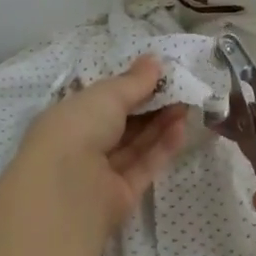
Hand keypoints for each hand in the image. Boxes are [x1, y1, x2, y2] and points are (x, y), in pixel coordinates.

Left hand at [1, 56, 189, 243]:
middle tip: (179, 89)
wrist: (68, 189)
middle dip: (150, 106)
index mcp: (69, 118)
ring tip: (187, 105)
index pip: (101, 101)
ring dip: (160, 124)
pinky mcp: (121, 195)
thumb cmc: (78, 128)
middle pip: (122, 124)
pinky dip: (162, 148)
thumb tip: (154, 59)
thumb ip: (134, 81)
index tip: (157, 74)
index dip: (128, 87)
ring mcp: (102, 173)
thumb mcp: (107, 95)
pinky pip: (144, 166)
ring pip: (135, 145)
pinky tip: (181, 128)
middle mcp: (83, 145)